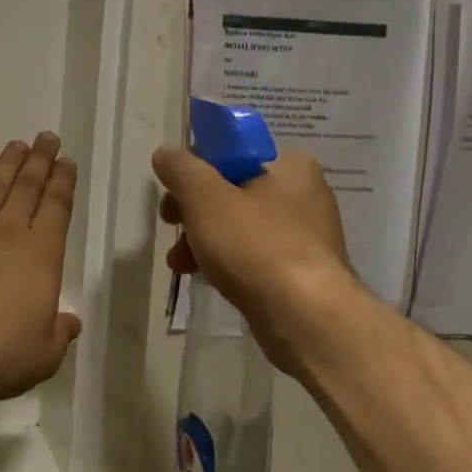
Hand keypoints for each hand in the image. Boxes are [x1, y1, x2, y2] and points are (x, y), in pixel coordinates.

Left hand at [0, 133, 81, 407]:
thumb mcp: (44, 353)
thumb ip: (59, 331)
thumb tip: (70, 320)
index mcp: (41, 254)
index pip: (57, 207)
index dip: (63, 182)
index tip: (66, 163)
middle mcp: (9, 232)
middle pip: (27, 186)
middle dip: (40, 160)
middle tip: (46, 138)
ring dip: (7, 164)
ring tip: (17, 146)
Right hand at [153, 146, 356, 367]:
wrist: (305, 319)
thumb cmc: (255, 246)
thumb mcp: (205, 197)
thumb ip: (180, 168)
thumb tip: (166, 154)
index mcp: (290, 166)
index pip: (231, 153)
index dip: (195, 170)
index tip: (174, 193)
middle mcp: (303, 195)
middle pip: (229, 190)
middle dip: (193, 210)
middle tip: (172, 225)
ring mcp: (303, 236)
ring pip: (236, 225)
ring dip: (201, 239)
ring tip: (180, 262)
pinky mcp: (297, 271)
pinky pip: (250, 254)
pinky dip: (224, 261)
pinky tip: (203, 277)